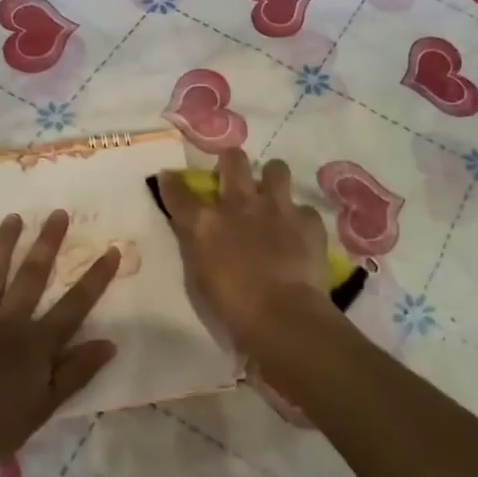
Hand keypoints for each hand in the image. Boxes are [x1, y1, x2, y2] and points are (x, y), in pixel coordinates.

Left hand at [0, 210, 119, 476]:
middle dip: (47, 243)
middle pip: (32, 276)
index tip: (111, 250)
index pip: (74, 305)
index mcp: (36, 343)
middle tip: (57, 213)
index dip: (95, 278)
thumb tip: (110, 343)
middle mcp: (9, 321)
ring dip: (3, 244)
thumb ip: (76, 372)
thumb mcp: (45, 406)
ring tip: (13, 217)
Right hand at [157, 149, 335, 353]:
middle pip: (233, 160)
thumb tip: (198, 234)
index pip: (179, 193)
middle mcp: (240, 204)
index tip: (169, 177)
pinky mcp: (308, 220)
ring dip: (272, 179)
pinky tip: (299, 235)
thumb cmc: (232, 307)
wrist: (282, 316)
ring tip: (273, 196)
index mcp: (206, 223)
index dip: (171, 183)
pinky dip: (300, 220)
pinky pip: (304, 209)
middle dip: (231, 162)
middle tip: (233, 175)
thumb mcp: (200, 277)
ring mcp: (277, 208)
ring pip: (276, 168)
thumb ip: (198, 247)